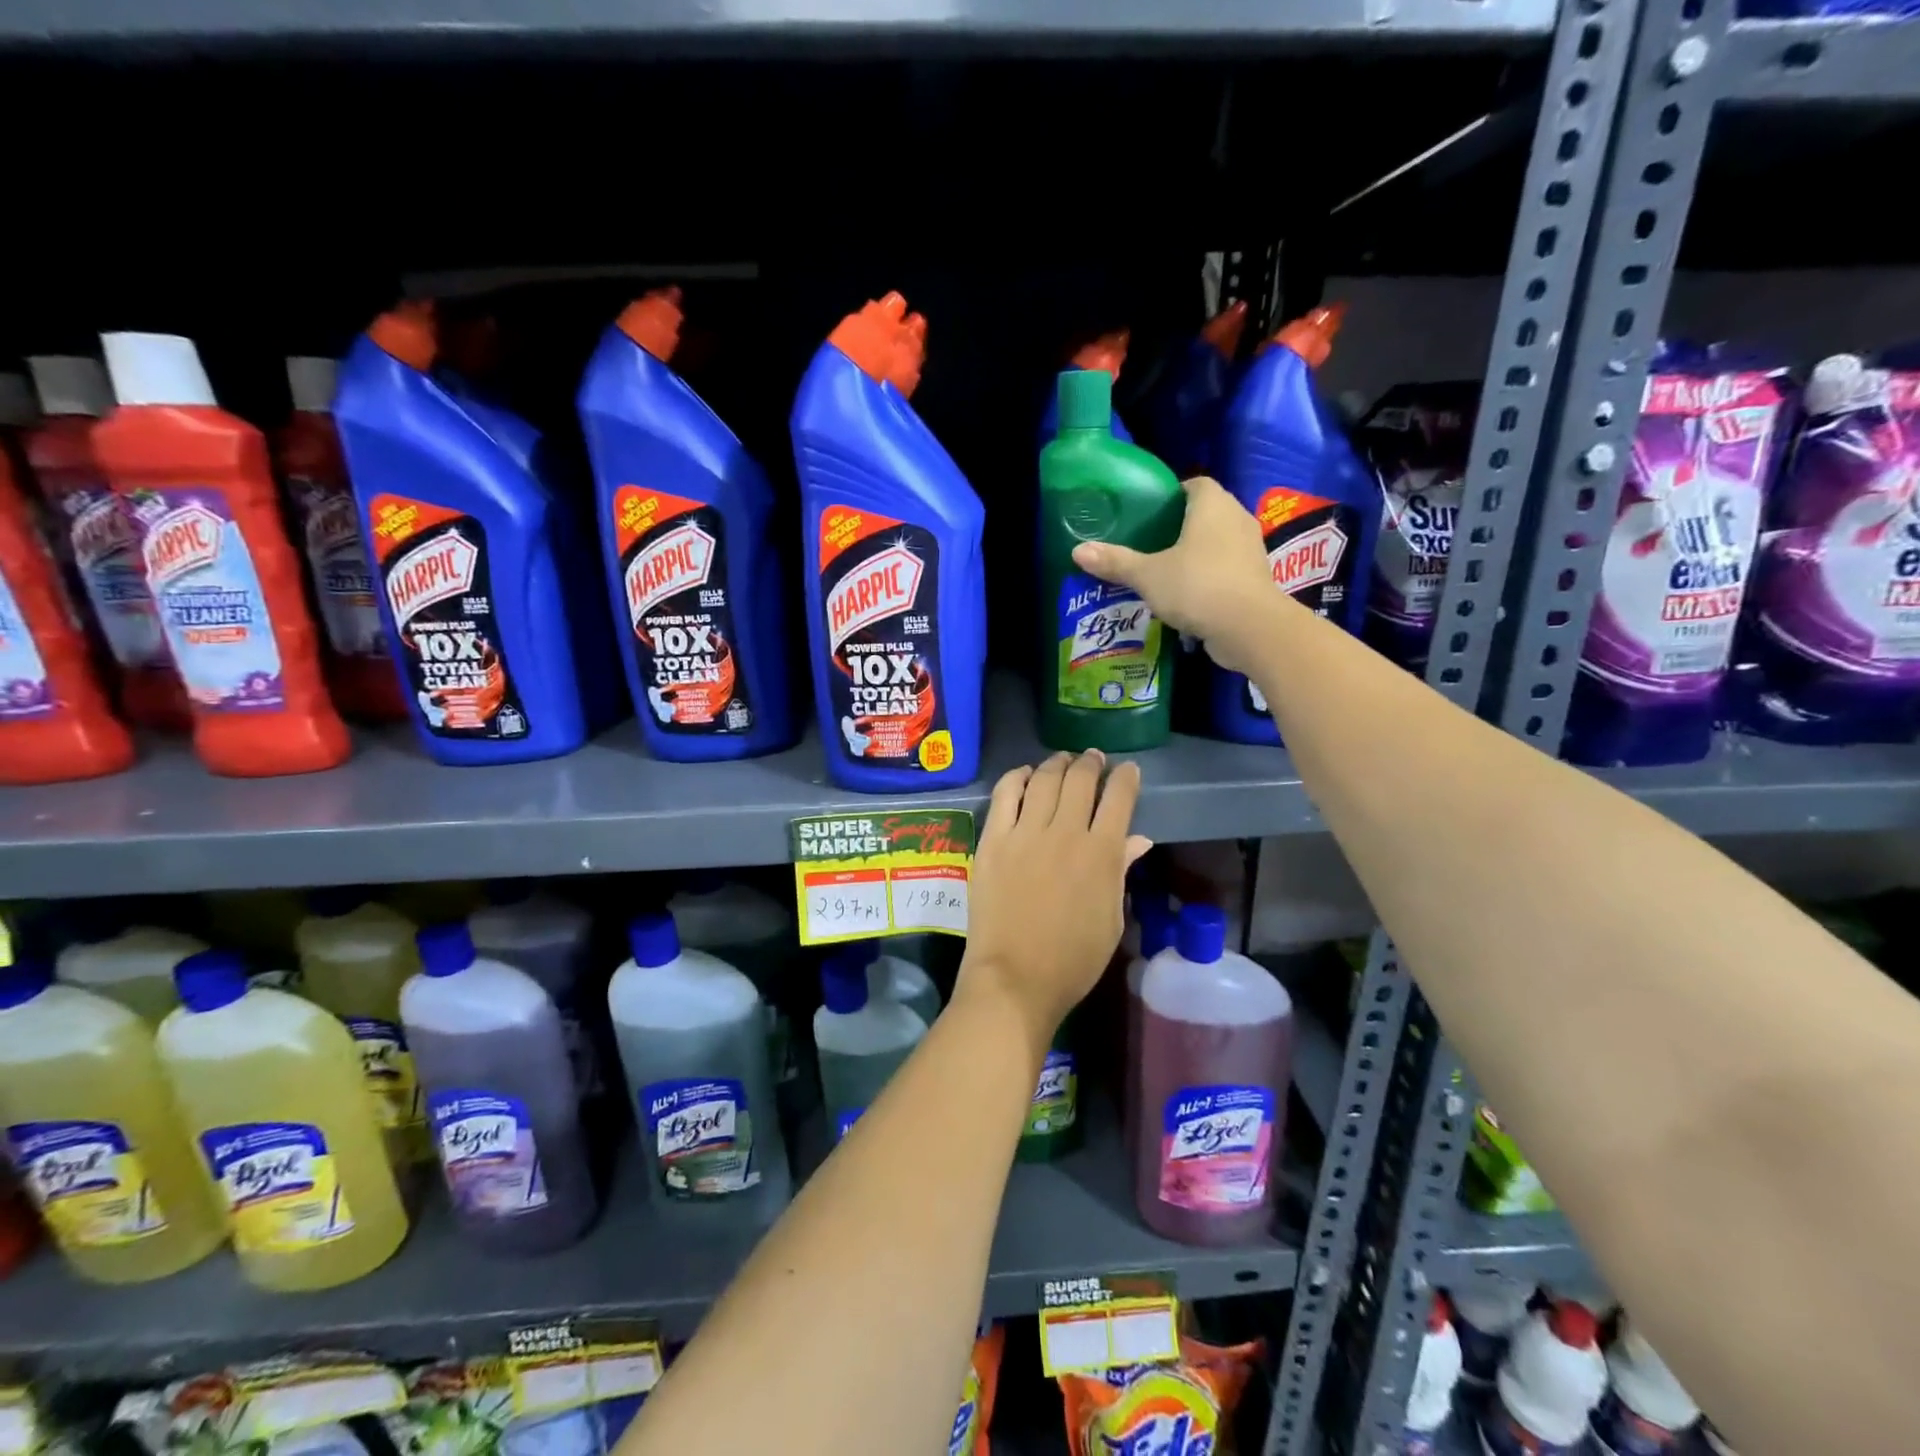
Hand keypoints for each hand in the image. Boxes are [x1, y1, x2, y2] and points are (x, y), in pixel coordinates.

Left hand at [957, 751, 1150, 1050]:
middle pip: (1081, 780)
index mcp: (1102, 853)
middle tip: (1093, 760)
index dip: (1126, 778)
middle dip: (1091, 764)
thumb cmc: (1073, 959)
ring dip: (1056, 764)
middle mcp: (1066, 832)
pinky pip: (1005, 794)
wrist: (1016, 978)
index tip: (1128, 770)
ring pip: (1044, 780)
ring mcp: (1025, 833)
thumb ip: (1120, 871)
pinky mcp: (993, 839)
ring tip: (1062, 761)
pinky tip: (1024, 775)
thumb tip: (1138, 839)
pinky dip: (1017, 777)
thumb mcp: (1110, 919)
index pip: (1119, 798)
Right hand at [1070, 476, 1276, 677]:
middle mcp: (1237, 518)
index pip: (1194, 484)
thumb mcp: (1147, 575)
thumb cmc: (1197, 586)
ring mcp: (1250, 550)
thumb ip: (1115, 562)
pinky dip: (1207, 578)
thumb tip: (1078, 551)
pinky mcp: (1255, 579)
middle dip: (1180, 526)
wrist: (1249, 628)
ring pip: (1217, 543)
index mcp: (1212, 505)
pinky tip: (1185, 596)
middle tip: (1149, 543)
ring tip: (1164, 571)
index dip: (1172, 494)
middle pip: (1206, 513)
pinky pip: (1225, 569)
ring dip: (1195, 554)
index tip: (1149, 513)